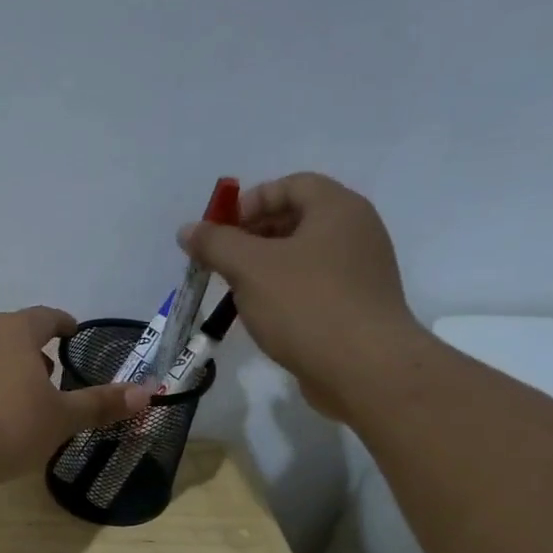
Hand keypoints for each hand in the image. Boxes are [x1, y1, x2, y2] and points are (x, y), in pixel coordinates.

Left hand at [0, 308, 154, 486]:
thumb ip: (101, 404)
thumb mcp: (61, 418)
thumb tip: (148, 392)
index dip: (63, 324)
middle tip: (52, 374)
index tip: (73, 333)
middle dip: (36, 350)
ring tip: (23, 398)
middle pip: (15, 333)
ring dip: (10, 369)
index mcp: (15, 332)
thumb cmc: (7, 426)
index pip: (46, 316)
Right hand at [178, 172, 427, 418]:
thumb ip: (216, 244)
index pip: (291, 185)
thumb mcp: (249, 268)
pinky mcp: (357, 306)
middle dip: (254, 237)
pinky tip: (265, 316)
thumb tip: (188, 230)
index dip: (251, 202)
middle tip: (222, 263)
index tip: (221, 232)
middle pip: (297, 219)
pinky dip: (286, 292)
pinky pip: (315, 286)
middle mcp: (356, 231)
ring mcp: (361, 271)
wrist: (364, 367)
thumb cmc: (305, 305)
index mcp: (337, 208)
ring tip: (238, 292)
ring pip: (304, 256)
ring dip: (266, 268)